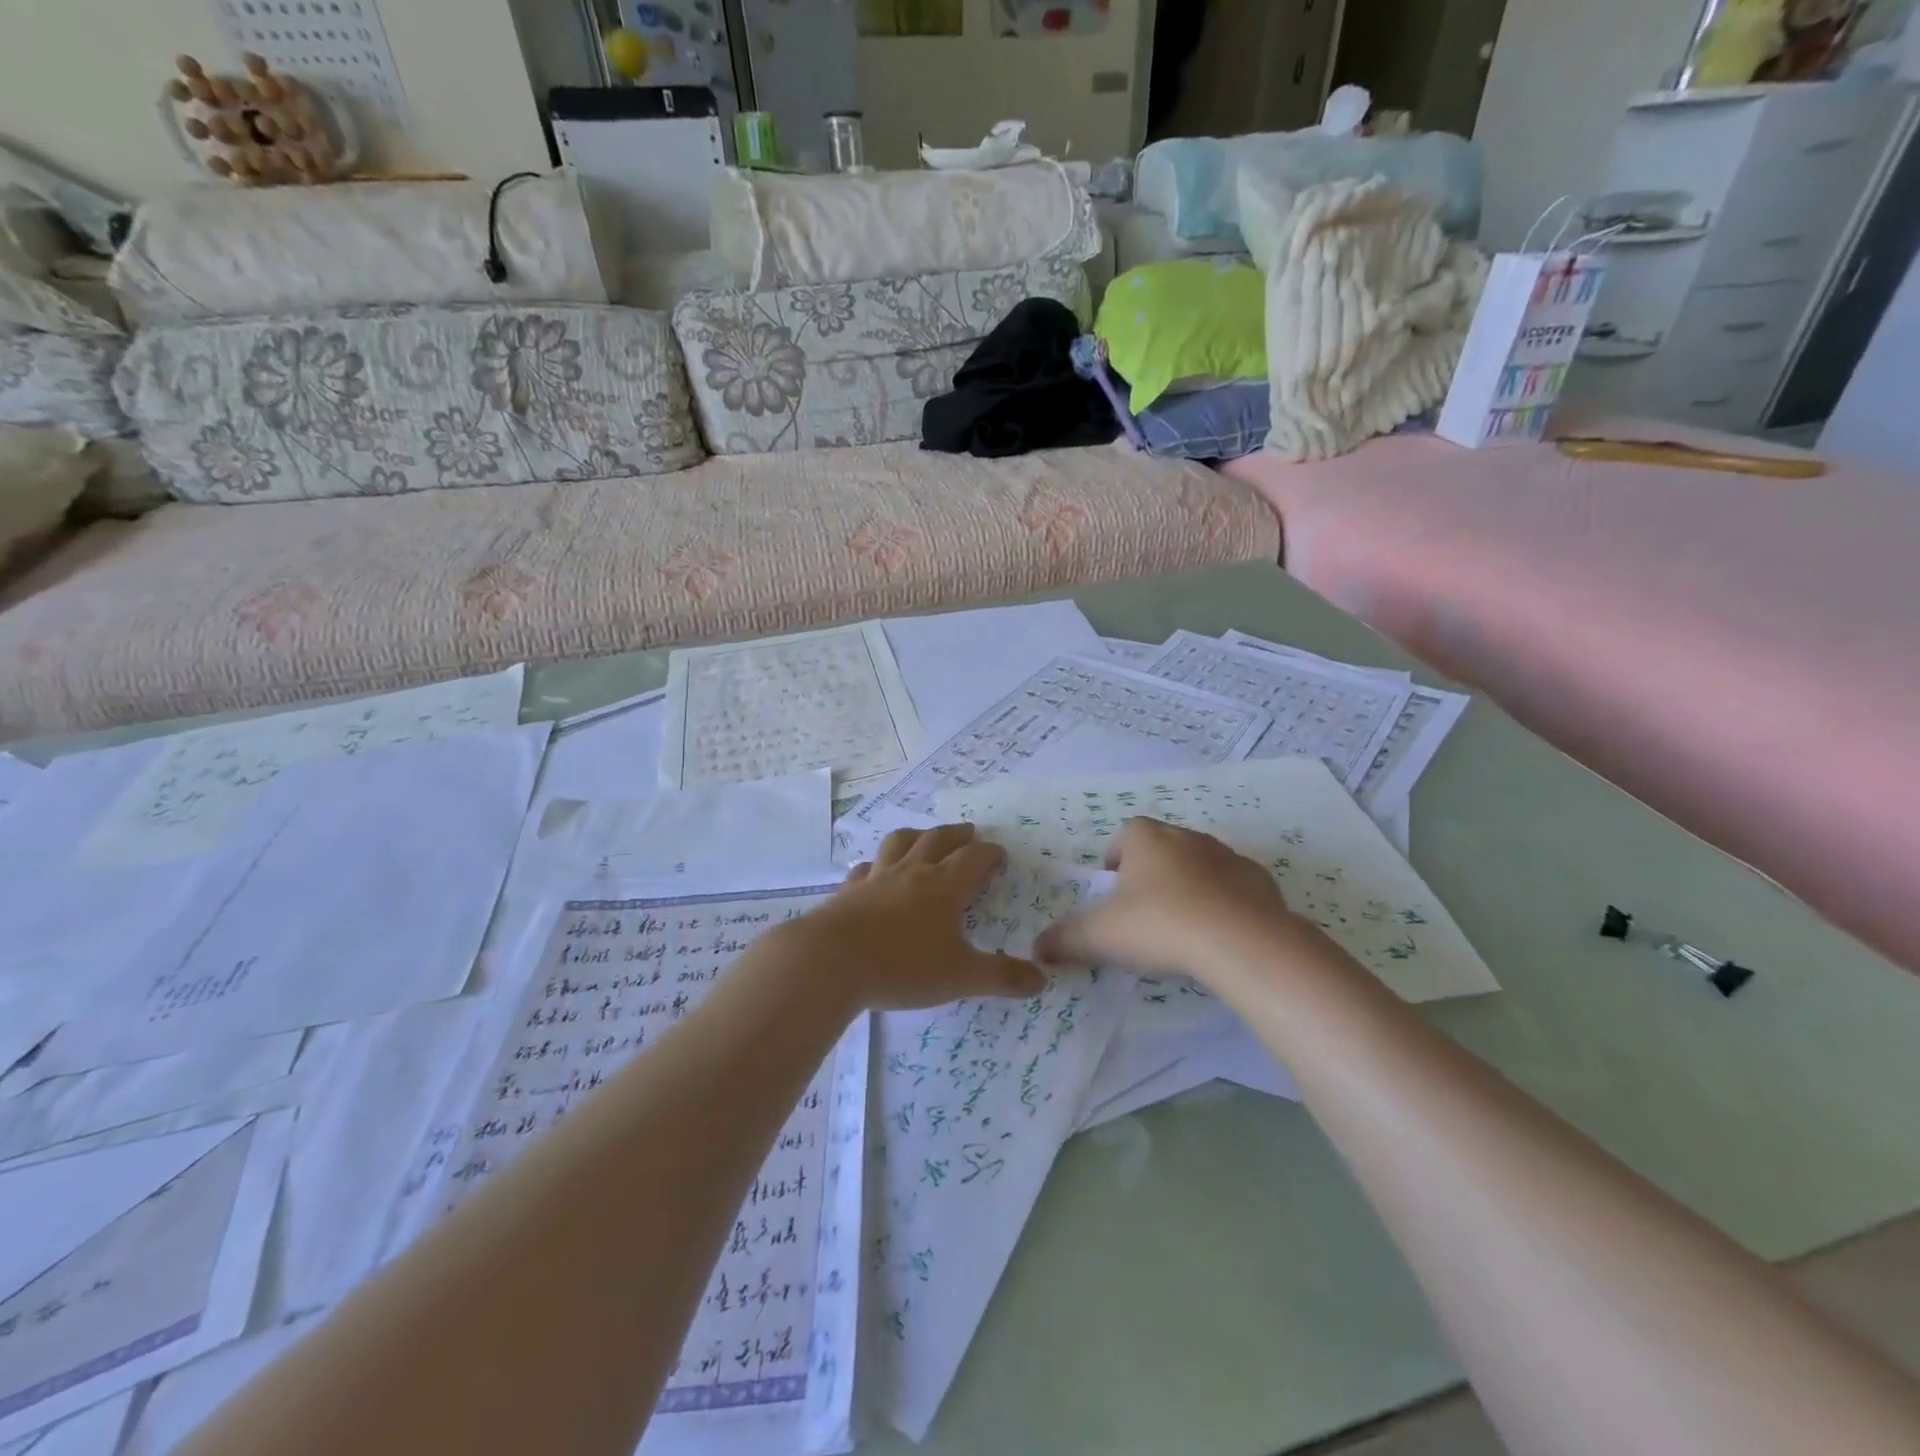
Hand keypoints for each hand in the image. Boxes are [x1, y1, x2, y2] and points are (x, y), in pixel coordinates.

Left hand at [790, 825, 1047, 1012]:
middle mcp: (911, 873)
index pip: (973, 858)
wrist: (831, 961)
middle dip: (957, 834)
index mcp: (943, 886)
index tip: (1000, 855)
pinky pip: (865, 869)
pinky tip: (873, 873)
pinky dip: (876, 865)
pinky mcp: (847, 892)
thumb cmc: (903, 966)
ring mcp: (876, 879)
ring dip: (916, 836)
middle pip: (937, 840)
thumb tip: (1041, 979)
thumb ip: (1002, 977)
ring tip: (923, 838)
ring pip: (899, 843)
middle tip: (969, 832)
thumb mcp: (961, 976)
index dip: (990, 854)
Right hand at [1035, 818, 1331, 986]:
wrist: (1240, 940)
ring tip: (1181, 926)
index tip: (1113, 889)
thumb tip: (1037, 948)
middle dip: (1151, 873)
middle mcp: (1186, 837)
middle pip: (1162, 847)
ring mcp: (1227, 856)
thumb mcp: (1099, 937)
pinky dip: (1224, 903)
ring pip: (1199, 865)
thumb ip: (1065, 939)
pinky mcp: (1259, 881)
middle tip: (1143, 912)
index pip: (1124, 834)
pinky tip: (1218, 935)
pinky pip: (1234, 887)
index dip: (1115, 858)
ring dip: (1189, 886)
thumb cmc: (1158, 925)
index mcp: (1146, 838)